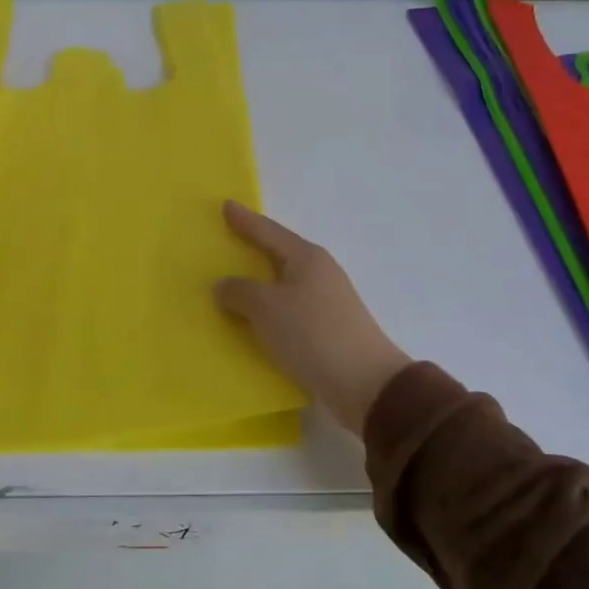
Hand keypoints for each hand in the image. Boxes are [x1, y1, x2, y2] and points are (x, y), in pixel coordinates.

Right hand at [214, 201, 411, 433]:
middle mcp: (318, 273)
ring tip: (231, 283)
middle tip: (226, 241)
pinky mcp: (326, 329)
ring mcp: (325, 302)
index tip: (226, 205)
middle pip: (278, 254)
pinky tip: (252, 319)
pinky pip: (287, 310)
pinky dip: (268, 310)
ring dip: (259, 283)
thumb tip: (223, 285)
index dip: (245, 220)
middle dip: (252, 248)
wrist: (365, 384)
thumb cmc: (313, 334)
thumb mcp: (267, 308)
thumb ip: (239, 292)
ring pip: (283, 284)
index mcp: (306, 257)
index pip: (268, 231)